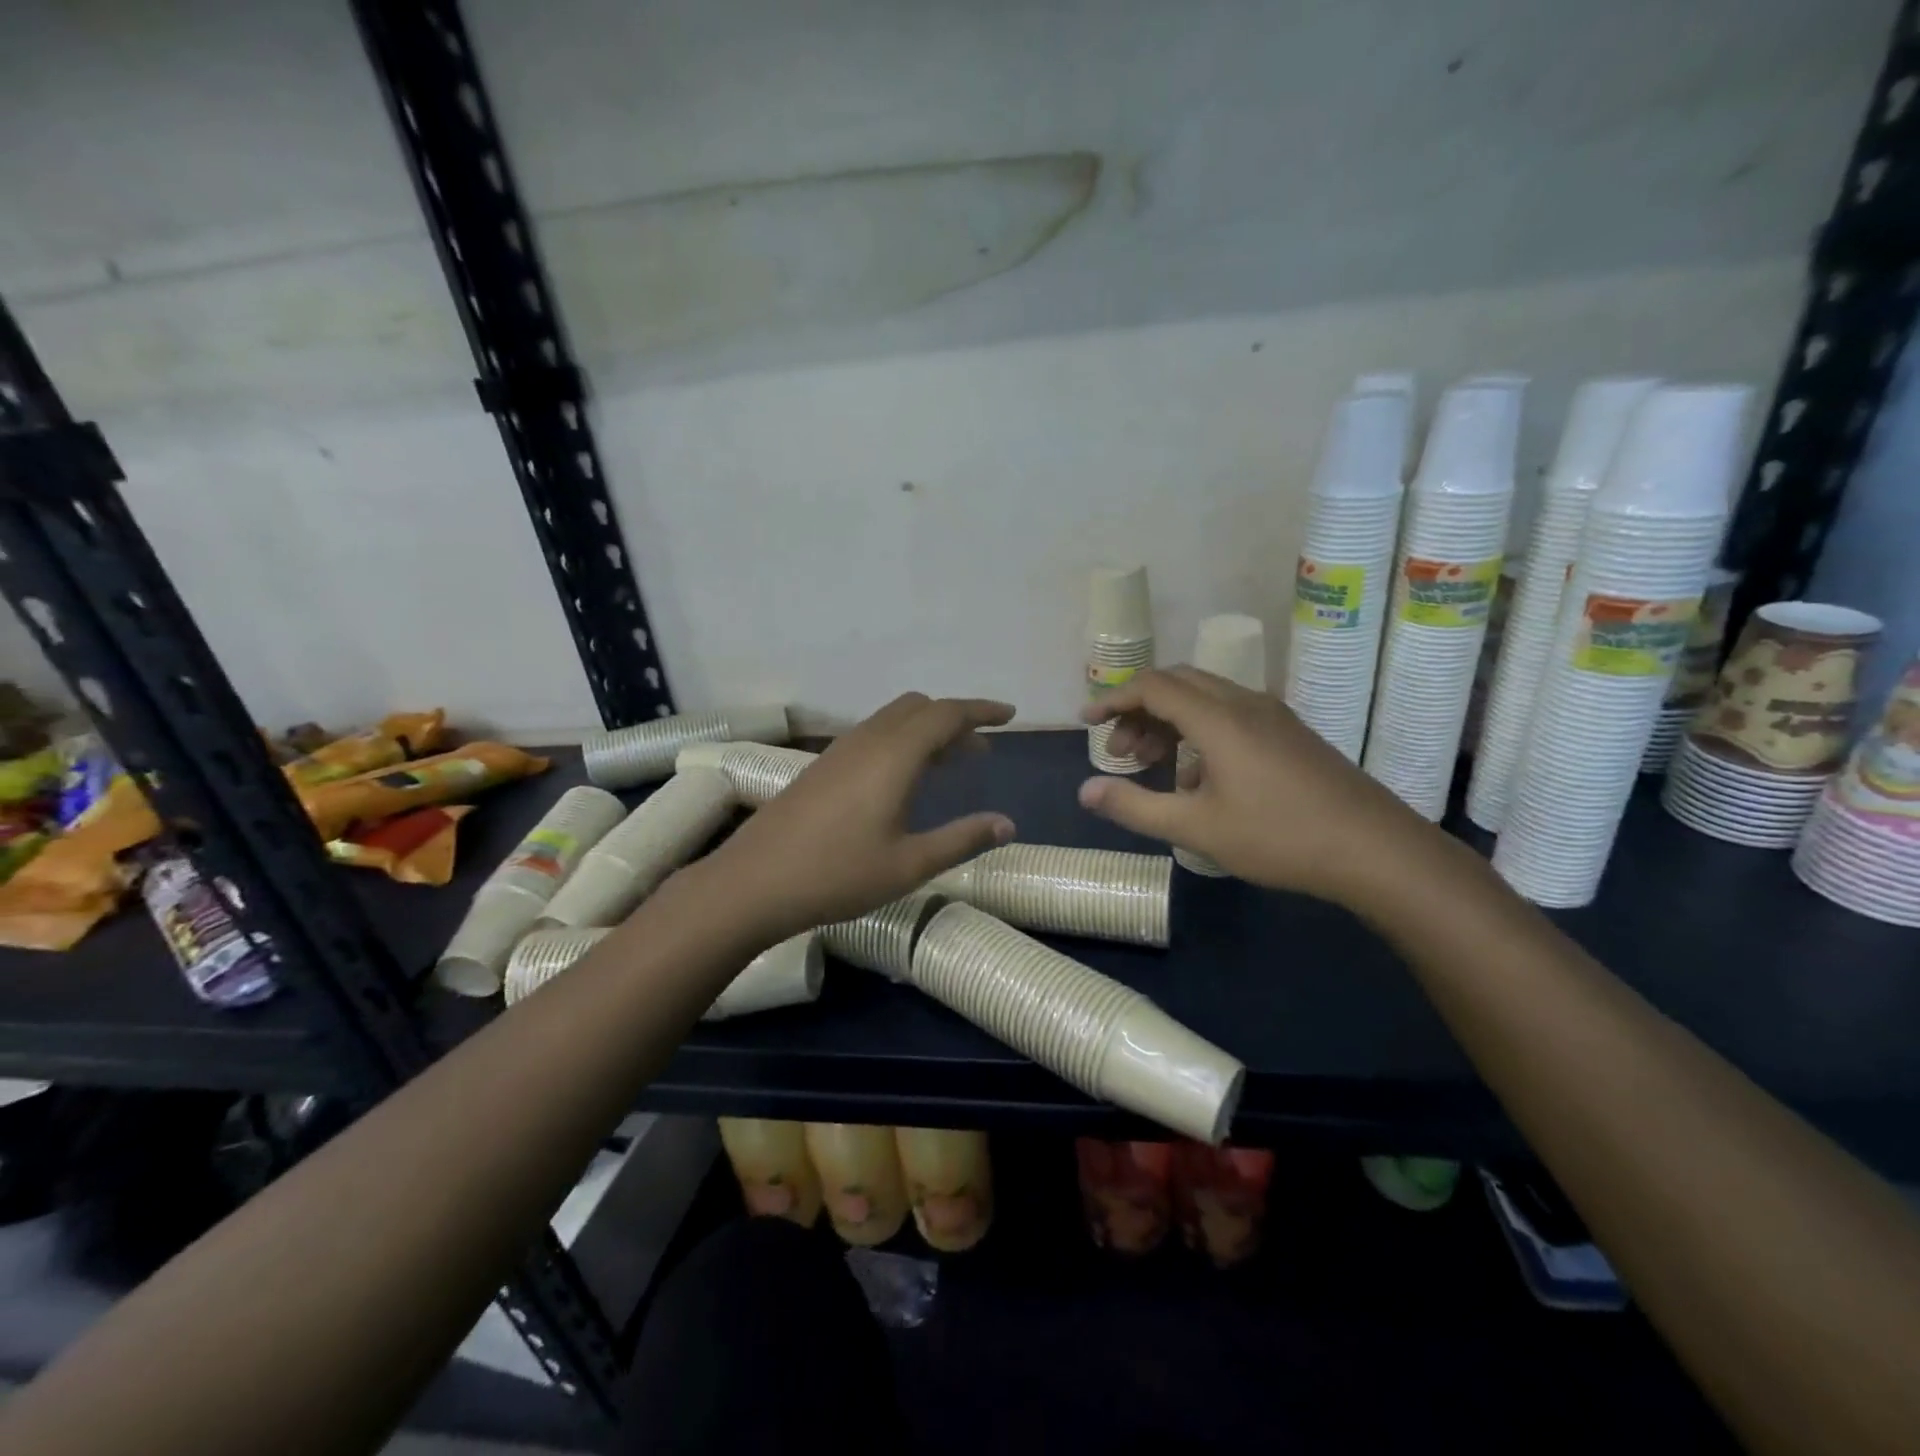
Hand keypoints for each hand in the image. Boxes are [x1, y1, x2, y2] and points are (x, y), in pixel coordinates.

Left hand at [701, 693, 1017, 939]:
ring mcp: (840, 751)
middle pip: (919, 708)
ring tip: (950, 763)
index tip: (1009, 716)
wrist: (753, 883)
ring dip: (926, 730)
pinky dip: (901, 741)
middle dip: (955, 719)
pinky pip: (873, 735)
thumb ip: (962, 840)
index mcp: (894, 755)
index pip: (947, 714)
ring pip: (893, 720)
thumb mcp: (909, 864)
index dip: (981, 711)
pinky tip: (903, 779)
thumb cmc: (838, 875)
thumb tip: (1008, 825)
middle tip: (981, 749)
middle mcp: (868, 740)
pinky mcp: (822, 766)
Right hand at [1079, 667, 1440, 906]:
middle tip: (1120, 751)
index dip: (1113, 699)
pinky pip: (1230, 714)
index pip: (1153, 686)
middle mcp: (1244, 703)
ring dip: (1168, 721)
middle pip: (1178, 683)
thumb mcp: (1196, 828)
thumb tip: (1085, 792)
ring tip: (1151, 764)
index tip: (1086, 721)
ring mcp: (1272, 716)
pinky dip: (1198, 731)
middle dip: (1139, 710)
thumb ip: (1135, 806)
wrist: (1374, 849)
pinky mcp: (1289, 734)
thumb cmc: (1278, 837)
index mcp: (1218, 718)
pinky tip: (1198, 779)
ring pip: (1205, 698)